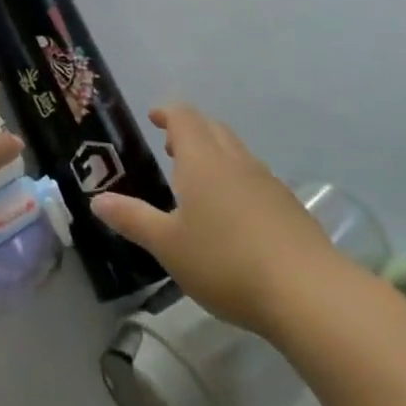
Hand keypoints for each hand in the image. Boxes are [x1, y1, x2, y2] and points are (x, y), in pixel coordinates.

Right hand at [91, 103, 349, 334]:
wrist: (308, 293)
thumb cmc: (226, 262)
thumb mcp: (168, 245)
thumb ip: (132, 219)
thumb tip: (97, 200)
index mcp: (202, 160)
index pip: (184, 117)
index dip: (167, 112)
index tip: (153, 118)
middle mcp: (235, 161)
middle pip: (213, 128)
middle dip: (191, 130)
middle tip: (171, 149)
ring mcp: (267, 182)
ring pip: (237, 152)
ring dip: (215, 154)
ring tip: (198, 182)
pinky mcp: (290, 207)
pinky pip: (256, 178)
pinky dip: (237, 180)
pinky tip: (234, 215)